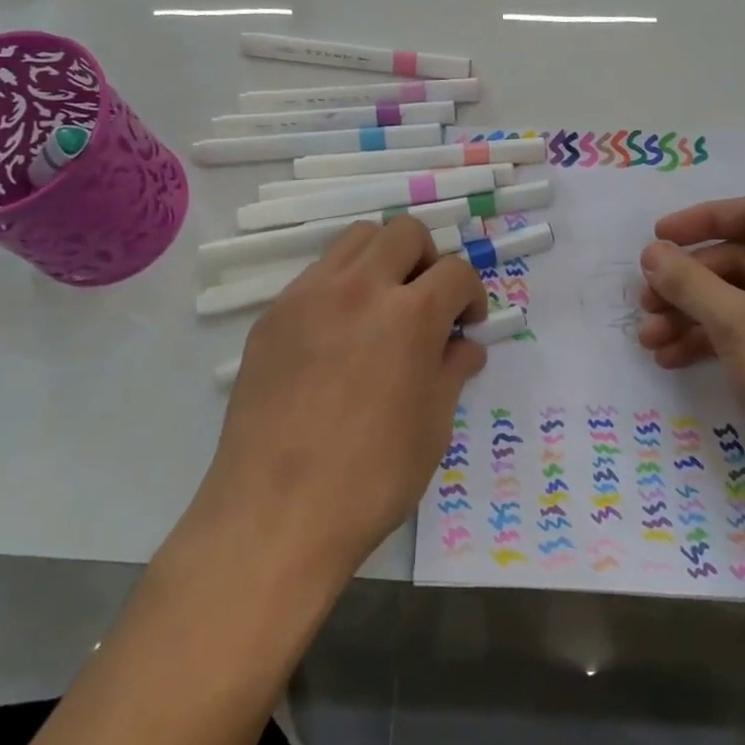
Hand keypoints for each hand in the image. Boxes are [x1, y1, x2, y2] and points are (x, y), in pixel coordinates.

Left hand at [198, 218, 490, 581]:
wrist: (276, 512)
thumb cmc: (371, 478)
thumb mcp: (432, 427)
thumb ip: (452, 371)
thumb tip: (465, 345)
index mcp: (410, 315)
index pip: (455, 271)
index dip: (471, 294)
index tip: (467, 324)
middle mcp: (359, 288)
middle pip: (405, 232)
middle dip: (429, 260)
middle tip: (427, 304)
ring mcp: (308, 296)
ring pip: (356, 240)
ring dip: (383, 260)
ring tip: (383, 307)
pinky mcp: (273, 315)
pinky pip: (316, 275)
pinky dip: (341, 286)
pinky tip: (338, 336)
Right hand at [636, 197, 744, 506]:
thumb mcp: (737, 325)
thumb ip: (689, 281)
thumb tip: (653, 252)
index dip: (701, 219)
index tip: (658, 240)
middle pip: (742, 261)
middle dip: (689, 281)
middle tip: (645, 303)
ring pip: (743, 302)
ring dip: (693, 315)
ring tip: (650, 341)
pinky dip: (715, 341)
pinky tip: (676, 360)